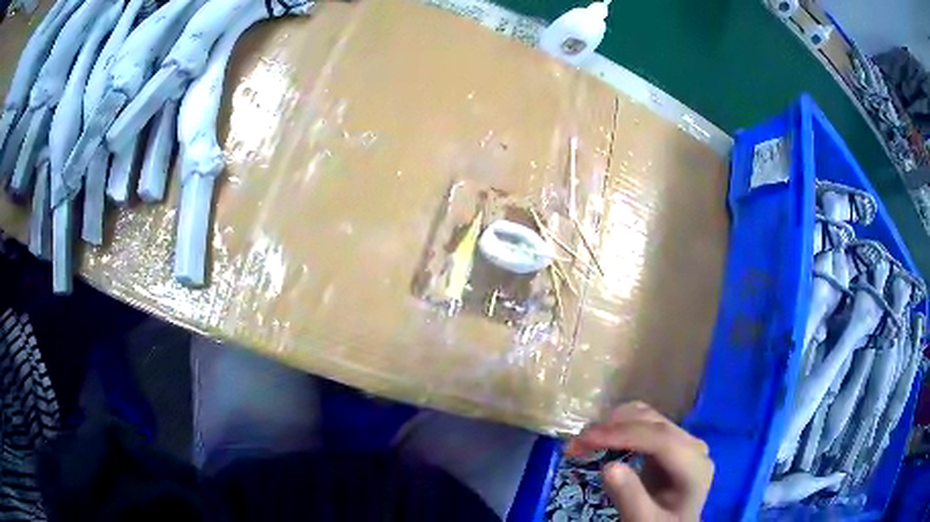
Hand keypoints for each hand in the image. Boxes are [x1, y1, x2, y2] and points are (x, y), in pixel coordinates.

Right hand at [565, 402, 713, 520]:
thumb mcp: (643, 521)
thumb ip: (630, 498)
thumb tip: (608, 468)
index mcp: (694, 466)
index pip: (660, 439)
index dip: (622, 434)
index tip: (585, 439)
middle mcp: (693, 446)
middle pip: (653, 423)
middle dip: (612, 428)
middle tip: (574, 445)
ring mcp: (682, 442)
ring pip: (647, 418)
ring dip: (612, 424)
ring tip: (583, 442)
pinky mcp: (669, 443)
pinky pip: (643, 426)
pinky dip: (618, 429)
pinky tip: (601, 440)